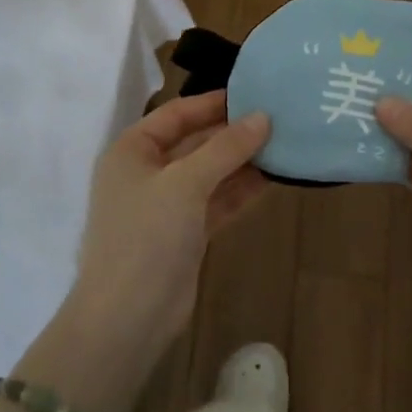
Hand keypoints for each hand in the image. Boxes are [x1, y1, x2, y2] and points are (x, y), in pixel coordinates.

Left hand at [70, 92, 270, 356]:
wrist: (128, 317)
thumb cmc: (147, 236)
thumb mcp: (186, 183)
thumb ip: (226, 148)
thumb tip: (264, 117)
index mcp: (132, 150)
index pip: (176, 114)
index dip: (213, 102)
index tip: (254, 93)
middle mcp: (147, 172)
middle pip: (194, 142)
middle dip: (233, 132)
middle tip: (277, 118)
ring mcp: (166, 205)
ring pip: (209, 173)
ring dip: (242, 161)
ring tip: (283, 143)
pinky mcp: (185, 232)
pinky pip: (216, 200)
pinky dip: (240, 190)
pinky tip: (272, 177)